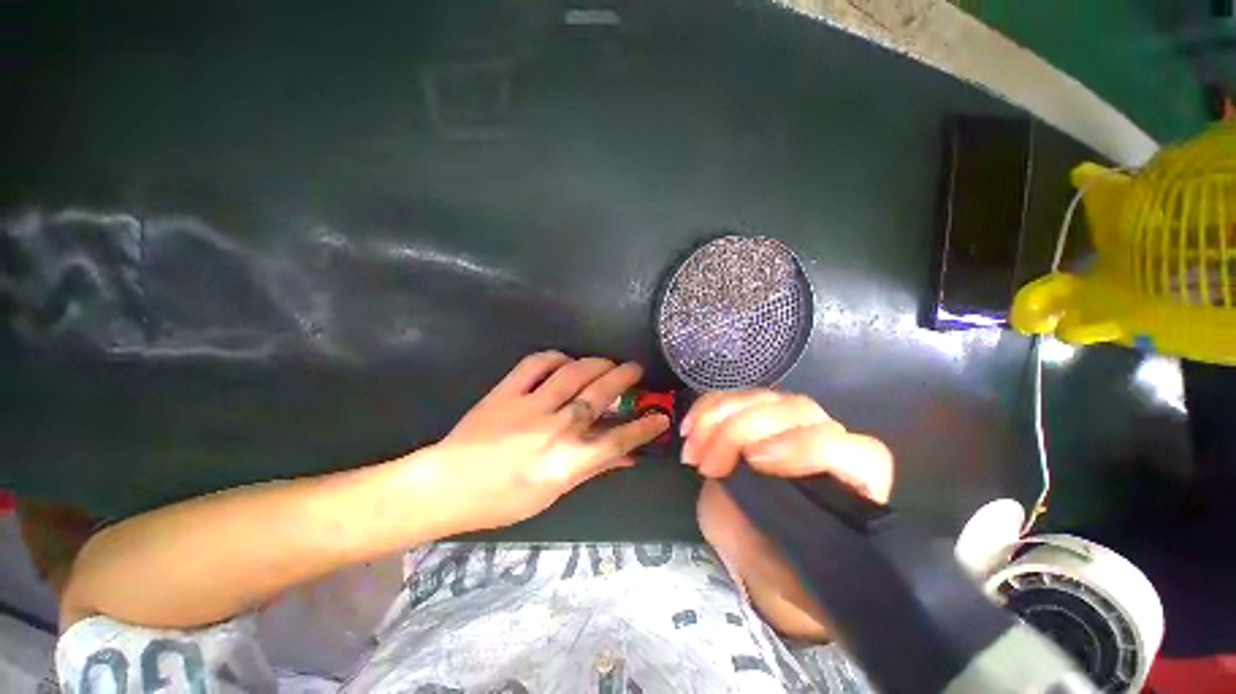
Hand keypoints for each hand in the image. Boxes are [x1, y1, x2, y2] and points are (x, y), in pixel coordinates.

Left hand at [422, 351, 668, 533]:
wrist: (447, 485)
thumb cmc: (503, 499)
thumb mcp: (554, 492)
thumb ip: (592, 468)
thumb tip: (626, 458)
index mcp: (566, 461)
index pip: (618, 440)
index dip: (644, 427)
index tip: (660, 416)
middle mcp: (555, 429)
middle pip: (600, 395)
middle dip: (625, 378)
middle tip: (636, 369)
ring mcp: (530, 406)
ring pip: (574, 374)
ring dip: (597, 363)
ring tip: (608, 362)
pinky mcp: (507, 391)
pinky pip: (537, 364)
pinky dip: (556, 357)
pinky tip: (565, 360)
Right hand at [685, 390, 892, 640]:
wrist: (756, 545)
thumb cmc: (779, 563)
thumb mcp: (783, 563)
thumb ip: (784, 529)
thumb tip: (762, 492)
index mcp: (855, 479)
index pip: (847, 449)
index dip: (802, 446)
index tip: (754, 461)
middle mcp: (828, 438)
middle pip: (795, 410)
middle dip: (740, 431)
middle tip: (706, 465)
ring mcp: (790, 419)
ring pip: (760, 397)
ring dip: (715, 418)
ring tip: (691, 452)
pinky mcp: (757, 410)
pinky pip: (732, 396)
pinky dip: (705, 409)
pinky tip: (688, 429)